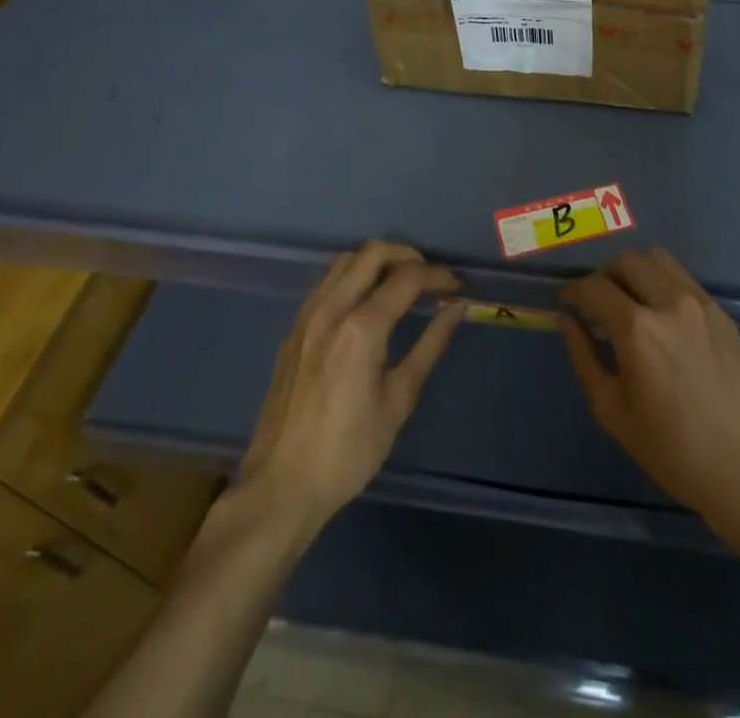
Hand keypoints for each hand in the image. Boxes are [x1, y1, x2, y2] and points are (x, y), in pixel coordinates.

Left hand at [239, 241, 462, 523]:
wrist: (281, 487)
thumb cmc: (349, 451)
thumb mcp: (399, 399)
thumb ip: (430, 345)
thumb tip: (457, 308)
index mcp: (361, 328)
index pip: (408, 277)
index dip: (438, 276)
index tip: (456, 288)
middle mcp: (331, 310)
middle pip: (374, 252)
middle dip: (408, 256)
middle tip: (429, 279)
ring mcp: (306, 316)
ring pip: (346, 260)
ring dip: (378, 262)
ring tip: (401, 286)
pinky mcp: (293, 329)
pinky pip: (327, 282)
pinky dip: (354, 277)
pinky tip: (368, 304)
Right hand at [559, 248, 739, 527]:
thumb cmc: (672, 449)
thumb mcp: (613, 410)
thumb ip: (584, 357)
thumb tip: (567, 320)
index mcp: (637, 329)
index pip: (595, 288)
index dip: (574, 290)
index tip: (566, 300)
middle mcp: (669, 302)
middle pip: (626, 261)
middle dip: (603, 276)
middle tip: (596, 302)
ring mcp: (700, 302)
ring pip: (657, 259)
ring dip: (635, 271)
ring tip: (628, 300)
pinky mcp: (721, 311)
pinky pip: (683, 278)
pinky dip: (662, 284)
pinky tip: (661, 316)